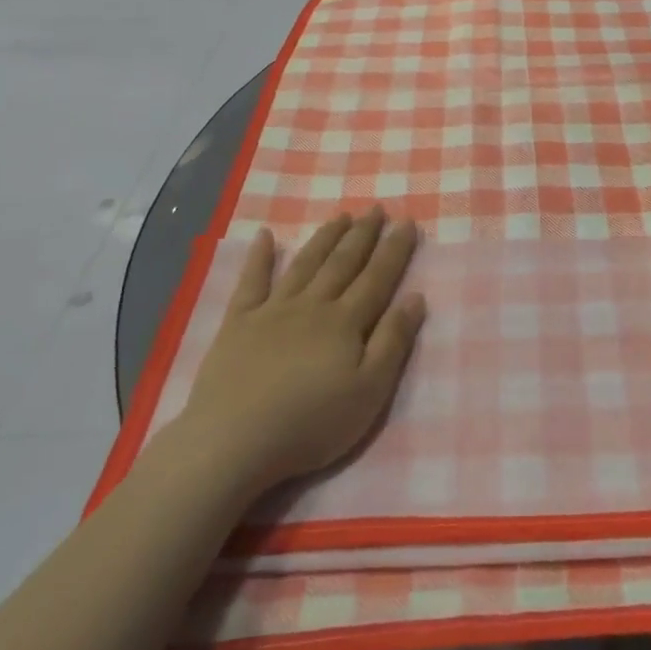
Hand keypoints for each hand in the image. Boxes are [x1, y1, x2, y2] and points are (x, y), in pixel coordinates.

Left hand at [170, 209, 425, 497]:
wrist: (234, 441)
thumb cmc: (310, 423)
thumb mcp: (369, 392)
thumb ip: (393, 342)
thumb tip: (416, 297)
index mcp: (346, 322)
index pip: (377, 277)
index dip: (394, 249)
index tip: (407, 222)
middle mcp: (312, 305)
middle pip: (343, 263)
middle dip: (363, 234)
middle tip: (376, 208)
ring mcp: (273, 310)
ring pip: (305, 264)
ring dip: (325, 238)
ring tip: (341, 215)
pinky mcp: (238, 323)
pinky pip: (251, 282)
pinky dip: (259, 257)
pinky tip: (265, 236)